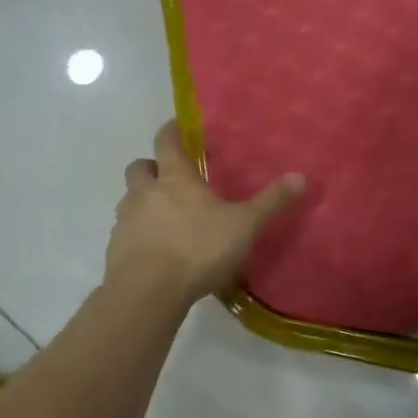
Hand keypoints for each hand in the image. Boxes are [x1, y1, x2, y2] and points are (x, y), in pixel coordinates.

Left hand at [105, 121, 305, 308]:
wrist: (147, 292)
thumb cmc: (198, 248)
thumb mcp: (244, 225)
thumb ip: (271, 202)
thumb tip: (302, 176)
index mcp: (175, 179)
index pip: (166, 141)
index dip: (171, 131)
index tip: (177, 126)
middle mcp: (145, 193)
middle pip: (139, 168)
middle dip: (152, 167)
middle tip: (170, 177)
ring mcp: (125, 222)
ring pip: (129, 200)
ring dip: (143, 202)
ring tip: (165, 218)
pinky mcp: (115, 250)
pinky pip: (125, 233)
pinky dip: (138, 235)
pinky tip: (156, 252)